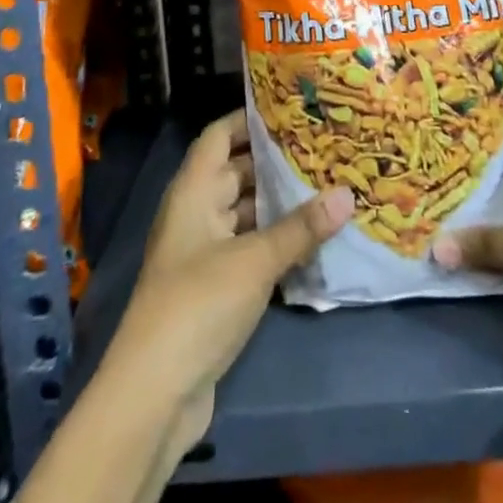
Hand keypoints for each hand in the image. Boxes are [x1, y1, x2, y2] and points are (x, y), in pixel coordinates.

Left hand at [104, 110, 353, 457]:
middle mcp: (196, 213)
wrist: (154, 394)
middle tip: (324, 148)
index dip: (248, 118)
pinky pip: (250, 248)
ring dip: (280, 204)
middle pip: (236, 172)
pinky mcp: (216, 287)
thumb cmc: (198, 304)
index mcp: (193, 192)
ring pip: (246, 212)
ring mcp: (204, 252)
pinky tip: (314, 238)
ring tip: (328, 186)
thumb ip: (301, 227)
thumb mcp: (255, 261)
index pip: (218, 136)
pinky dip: (277, 240)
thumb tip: (348, 193)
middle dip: (276, 162)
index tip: (292, 108)